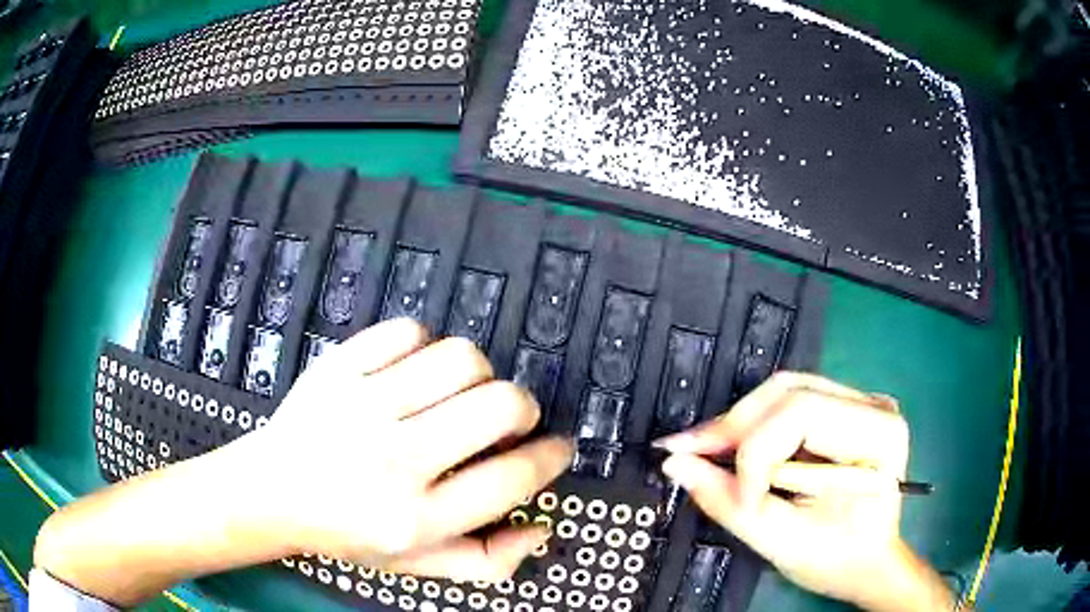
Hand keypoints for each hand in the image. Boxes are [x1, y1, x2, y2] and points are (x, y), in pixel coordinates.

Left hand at [244, 318, 573, 579]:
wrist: (271, 492)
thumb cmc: (347, 534)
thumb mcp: (417, 565)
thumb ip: (487, 561)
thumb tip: (540, 527)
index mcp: (416, 518)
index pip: (511, 478)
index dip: (550, 457)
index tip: (557, 447)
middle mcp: (393, 460)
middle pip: (498, 405)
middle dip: (523, 408)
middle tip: (509, 420)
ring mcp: (362, 405)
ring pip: (459, 358)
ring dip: (478, 374)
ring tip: (460, 394)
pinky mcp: (338, 366)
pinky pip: (407, 332)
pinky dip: (425, 346)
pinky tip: (414, 373)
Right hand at [656, 372, 952, 611]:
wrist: (867, 561)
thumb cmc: (838, 558)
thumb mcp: (784, 541)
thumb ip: (729, 501)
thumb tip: (677, 464)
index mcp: (878, 434)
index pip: (802, 414)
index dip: (754, 454)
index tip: (734, 498)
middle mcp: (872, 406)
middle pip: (788, 393)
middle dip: (733, 426)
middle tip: (686, 453)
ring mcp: (857, 404)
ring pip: (782, 392)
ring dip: (737, 424)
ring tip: (701, 451)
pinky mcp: (840, 411)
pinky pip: (786, 405)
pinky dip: (752, 427)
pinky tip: (729, 447)